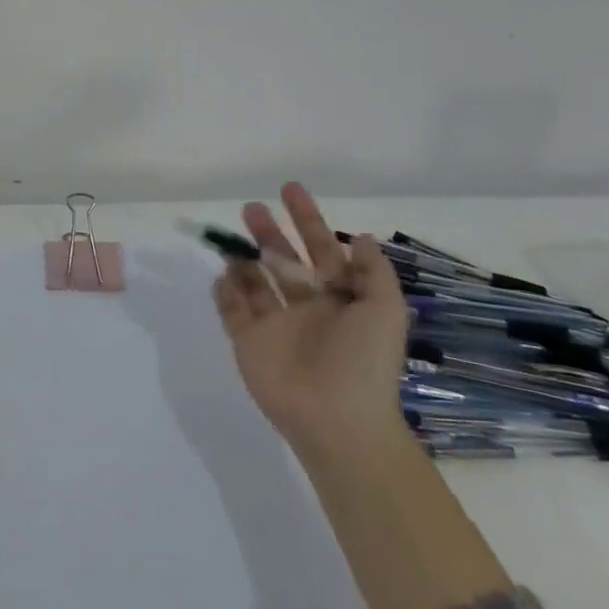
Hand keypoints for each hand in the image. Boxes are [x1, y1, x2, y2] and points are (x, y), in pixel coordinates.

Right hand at [212, 183, 409, 460]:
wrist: (337, 420)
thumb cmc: (364, 361)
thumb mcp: (385, 310)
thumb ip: (374, 271)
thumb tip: (362, 236)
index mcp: (339, 298)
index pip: (321, 249)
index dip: (308, 219)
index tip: (289, 189)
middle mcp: (306, 306)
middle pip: (283, 260)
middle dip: (268, 232)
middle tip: (251, 208)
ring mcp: (275, 324)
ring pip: (254, 281)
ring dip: (244, 257)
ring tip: (231, 238)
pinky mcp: (249, 342)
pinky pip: (232, 309)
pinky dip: (225, 291)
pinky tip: (222, 274)